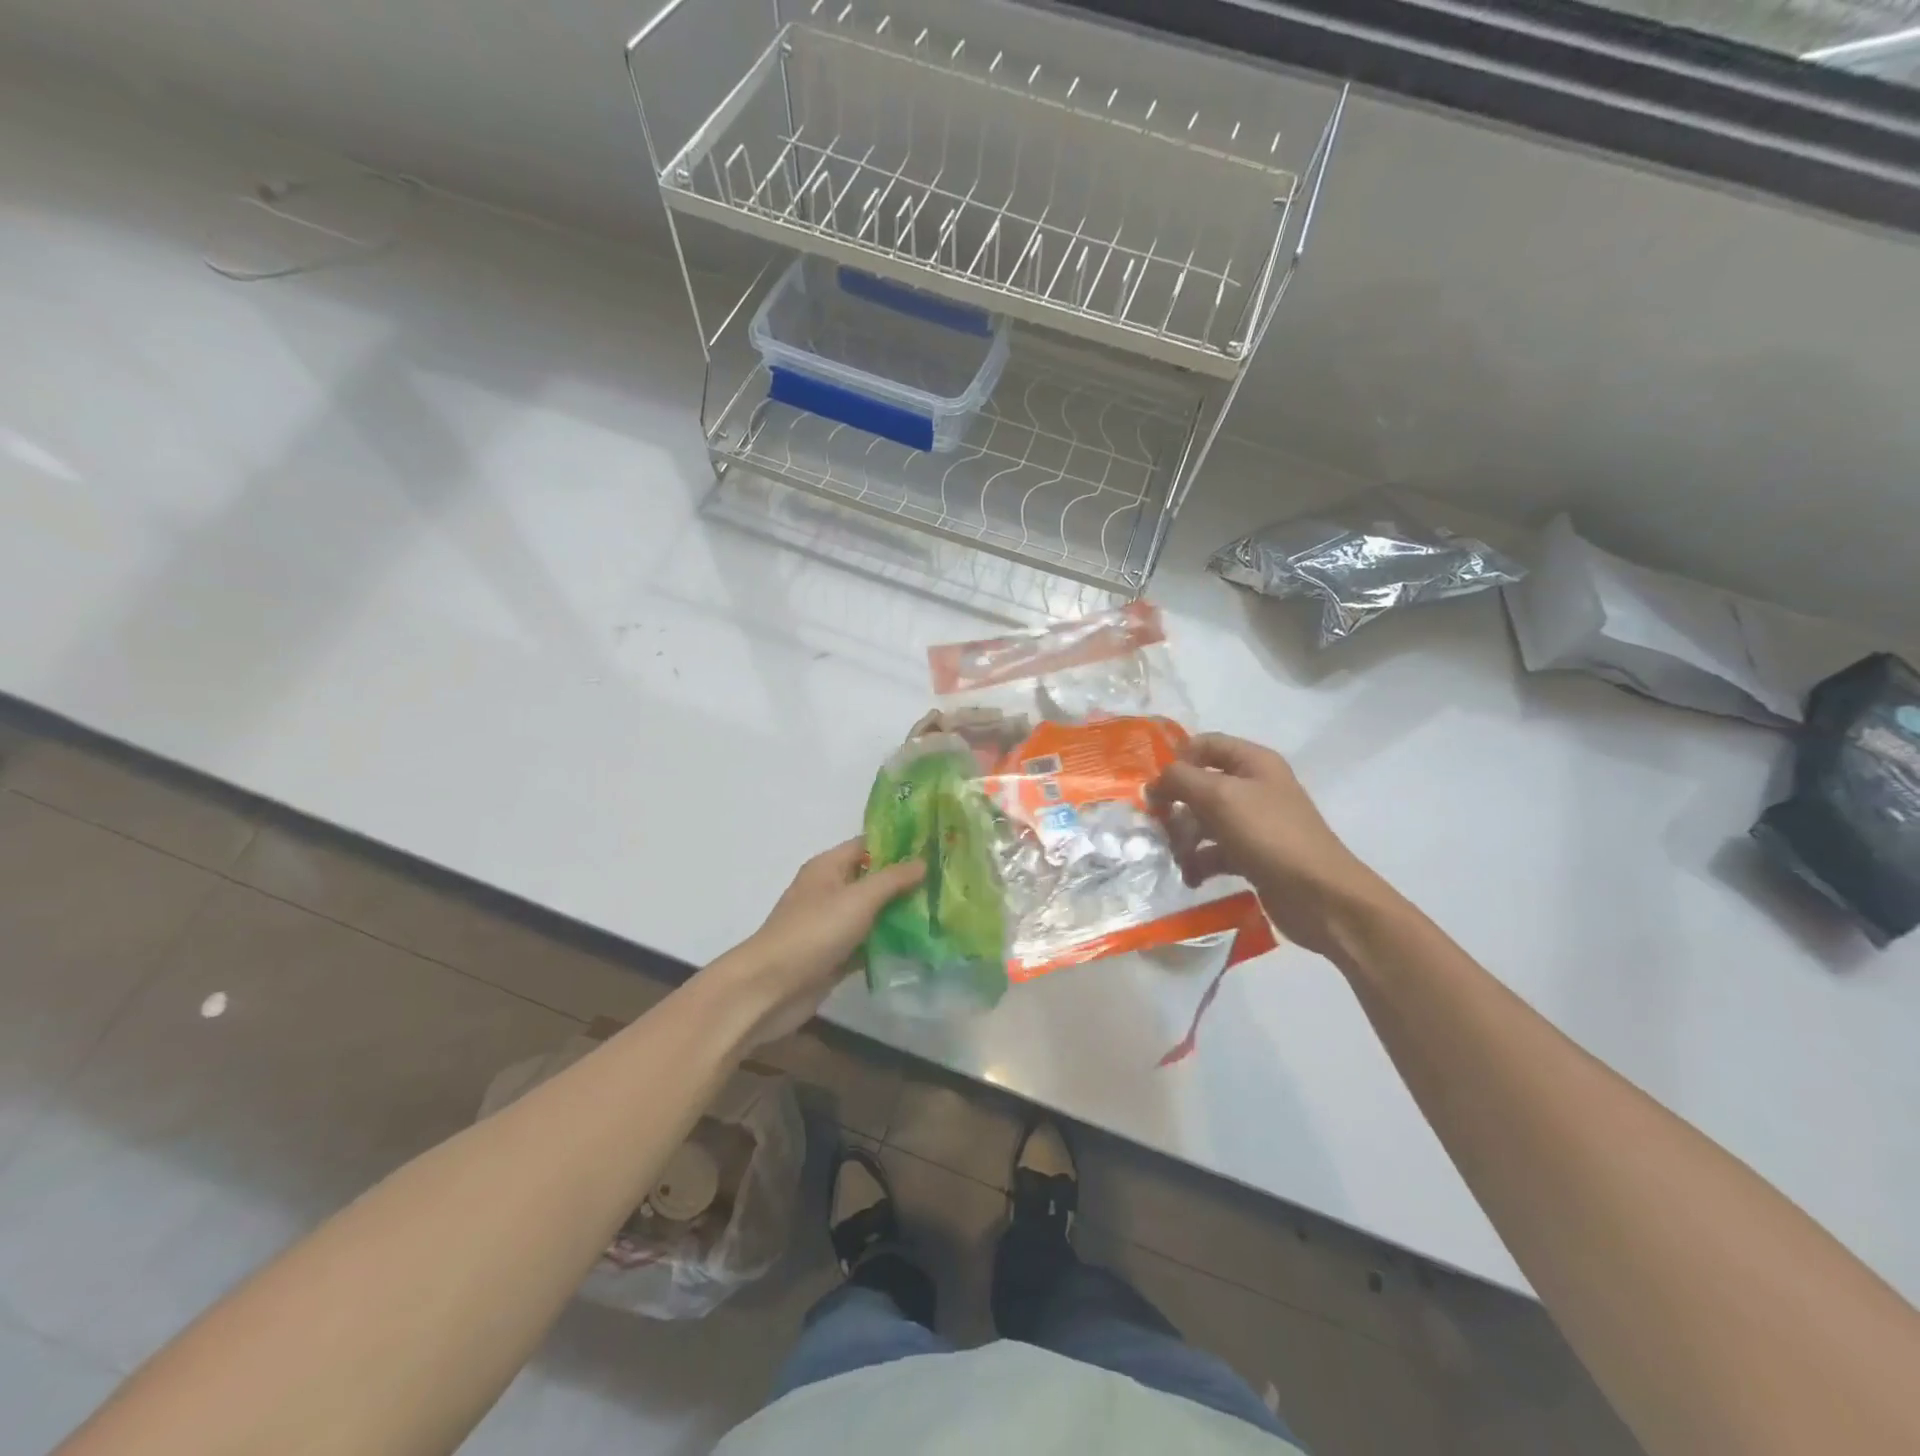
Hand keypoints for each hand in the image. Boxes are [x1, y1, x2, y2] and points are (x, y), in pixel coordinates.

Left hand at [708, 840, 924, 1048]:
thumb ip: (892, 880)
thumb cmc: (813, 933)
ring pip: (873, 914)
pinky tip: (921, 945)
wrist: (770, 989)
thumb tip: (922, 861)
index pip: (868, 845)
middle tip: (948, 883)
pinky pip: (868, 943)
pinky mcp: (835, 956)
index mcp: (828, 867)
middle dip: (907, 882)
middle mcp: (830, 891)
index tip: (935, 846)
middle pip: (873, 880)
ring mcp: (832, 925)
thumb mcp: (857, 899)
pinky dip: (889, 944)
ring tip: (944, 912)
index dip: (900, 844)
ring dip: (901, 915)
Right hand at [1147, 733, 1391, 958]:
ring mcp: (1254, 823)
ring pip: (1203, 822)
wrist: (1321, 896)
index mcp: (1253, 762)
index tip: (1154, 785)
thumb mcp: (1220, 797)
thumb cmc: (1270, 835)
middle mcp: (1254, 787)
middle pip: (1200, 786)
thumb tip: (1155, 783)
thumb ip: (1180, 780)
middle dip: (1176, 806)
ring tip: (1178, 860)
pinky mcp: (1252, 856)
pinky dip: (1199, 863)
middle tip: (1158, 826)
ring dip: (1184, 839)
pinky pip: (1214, 852)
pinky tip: (1192, 878)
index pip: (1205, 744)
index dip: (1177, 759)